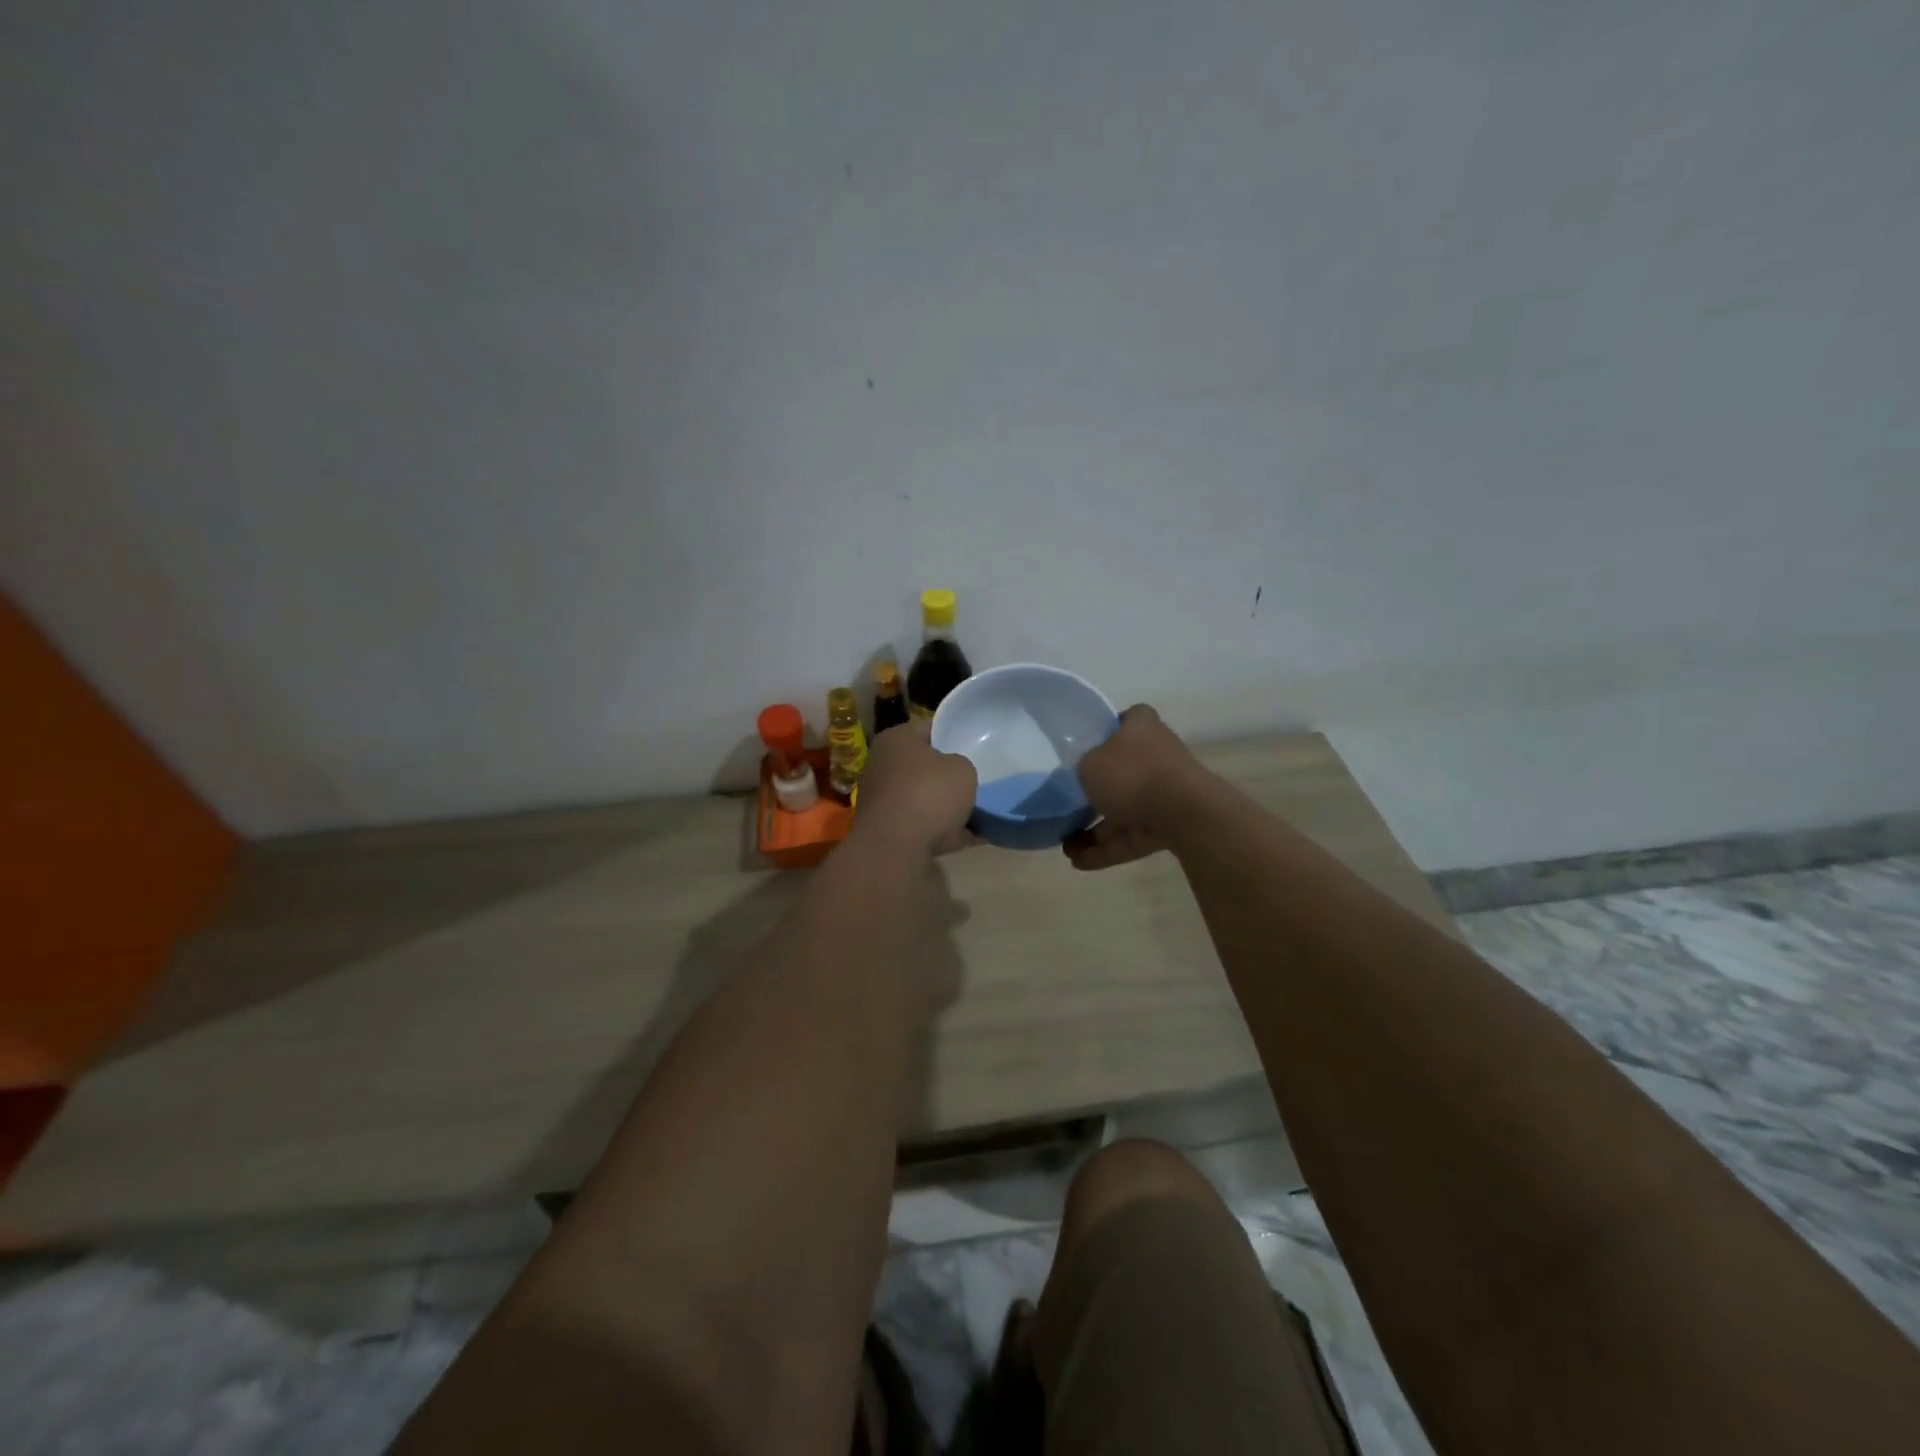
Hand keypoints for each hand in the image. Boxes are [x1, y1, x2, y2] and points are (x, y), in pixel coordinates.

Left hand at [851, 718, 977, 856]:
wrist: (896, 848)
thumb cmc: (929, 794)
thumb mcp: (963, 769)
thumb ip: (962, 766)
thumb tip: (955, 775)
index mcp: (896, 739)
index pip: (929, 727)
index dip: (955, 734)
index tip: (976, 745)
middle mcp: (882, 765)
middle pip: (924, 766)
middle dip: (949, 775)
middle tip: (978, 779)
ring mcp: (882, 800)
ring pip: (924, 798)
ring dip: (947, 807)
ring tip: (980, 812)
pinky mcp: (887, 831)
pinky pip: (924, 825)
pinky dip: (944, 831)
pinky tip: (972, 837)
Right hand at [1065, 705, 1204, 870]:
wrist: (1181, 813)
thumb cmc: (1130, 774)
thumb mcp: (1089, 763)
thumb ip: (1083, 767)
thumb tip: (1086, 774)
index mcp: (1141, 727)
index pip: (1123, 721)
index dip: (1103, 733)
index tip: (1083, 750)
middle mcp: (1156, 755)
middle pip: (1121, 770)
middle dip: (1094, 793)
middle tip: (1066, 807)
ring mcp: (1165, 792)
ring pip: (1124, 810)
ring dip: (1095, 831)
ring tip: (1065, 848)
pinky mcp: (1168, 824)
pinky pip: (1132, 835)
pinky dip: (1107, 849)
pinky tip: (1080, 862)